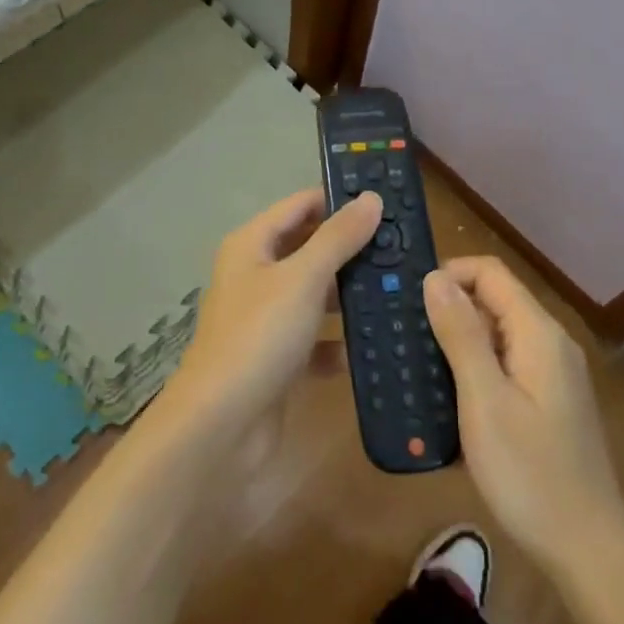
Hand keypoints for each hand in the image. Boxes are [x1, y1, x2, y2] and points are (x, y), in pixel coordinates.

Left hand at [165, 188, 382, 429]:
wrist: (221, 426)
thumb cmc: (259, 336)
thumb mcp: (303, 278)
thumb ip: (338, 237)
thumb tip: (371, 197)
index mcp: (251, 245)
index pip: (300, 205)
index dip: (338, 199)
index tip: (386, 201)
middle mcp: (255, 276)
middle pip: (308, 249)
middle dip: (350, 249)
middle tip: (402, 246)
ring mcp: (265, 319)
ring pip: (313, 295)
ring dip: (347, 295)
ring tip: (399, 289)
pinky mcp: (276, 358)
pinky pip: (313, 340)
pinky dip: (336, 343)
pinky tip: (369, 346)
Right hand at [424, 258, 623, 574]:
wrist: (587, 551)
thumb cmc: (530, 473)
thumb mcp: (484, 401)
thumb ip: (460, 334)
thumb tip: (434, 278)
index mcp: (538, 333)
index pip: (490, 272)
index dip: (448, 274)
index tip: (409, 300)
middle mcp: (550, 343)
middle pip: (494, 300)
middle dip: (448, 308)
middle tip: (404, 335)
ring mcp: (552, 373)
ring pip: (497, 334)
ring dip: (457, 341)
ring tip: (417, 366)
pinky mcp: (548, 401)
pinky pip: (505, 364)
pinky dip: (474, 369)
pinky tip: (448, 399)